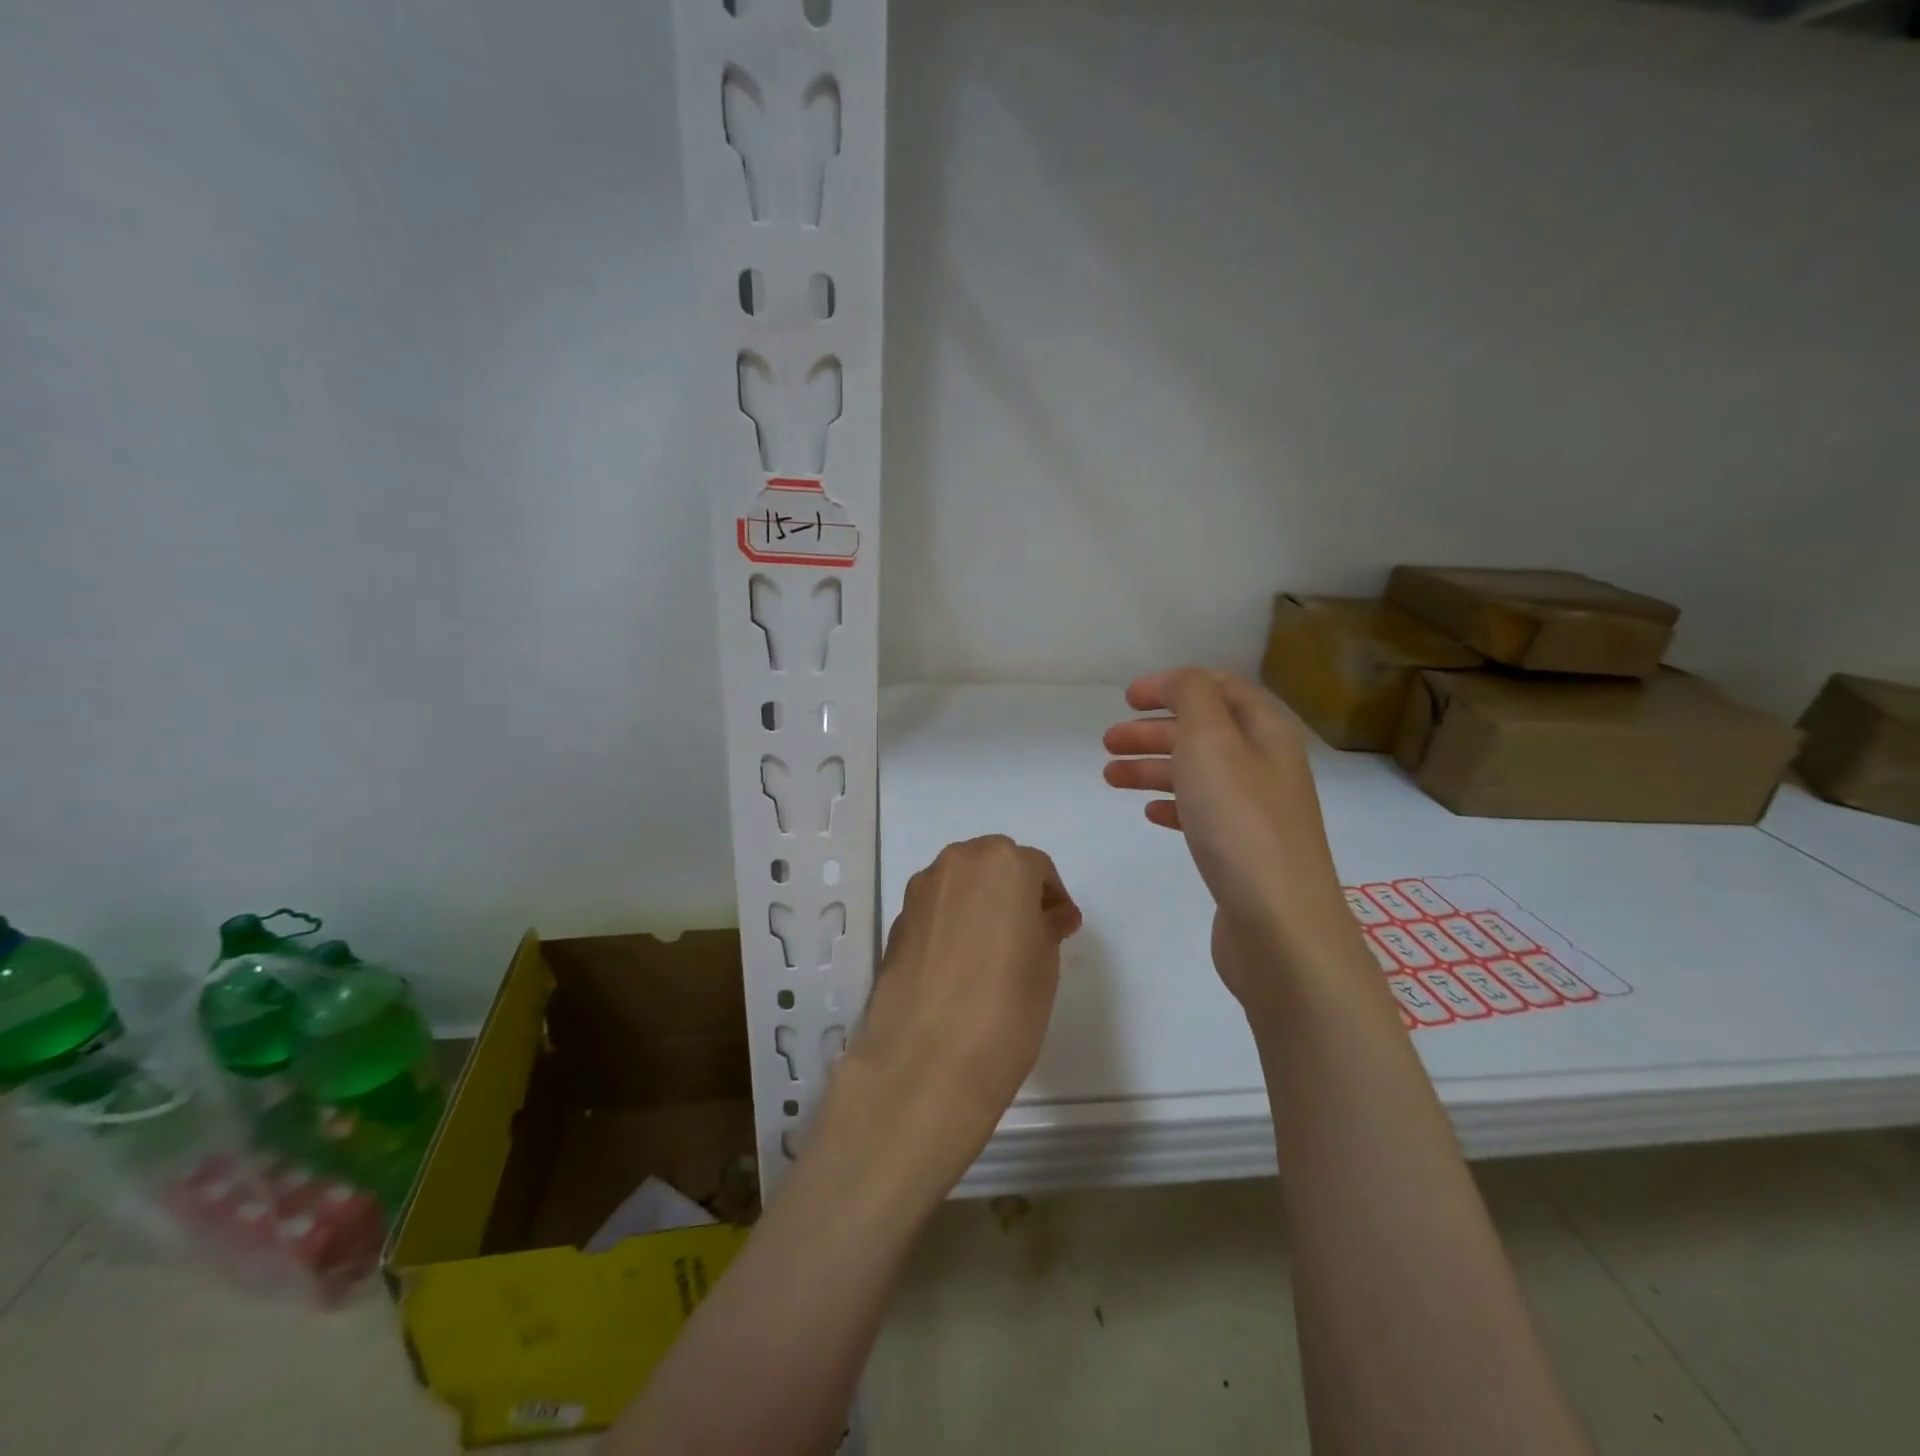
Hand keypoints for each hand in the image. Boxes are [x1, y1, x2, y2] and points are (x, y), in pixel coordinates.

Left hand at [828, 835, 1080, 1197]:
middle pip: (993, 865)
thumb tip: (1049, 915)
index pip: (1036, 868)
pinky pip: (936, 910)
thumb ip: (1047, 927)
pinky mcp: (897, 922)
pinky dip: (952, 923)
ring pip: (960, 884)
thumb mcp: (1045, 963)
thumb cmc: (1007, 1006)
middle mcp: (957, 863)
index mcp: (1003, 863)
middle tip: (1030, 932)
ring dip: (980, 903)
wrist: (927, 1059)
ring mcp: (921, 891)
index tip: (1062, 927)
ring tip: (994, 949)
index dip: (1052, 896)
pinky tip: (961, 964)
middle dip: (1013, 891)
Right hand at [1102, 669, 1366, 1013]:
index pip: (1220, 689)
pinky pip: (1202, 814)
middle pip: (1204, 732)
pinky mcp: (1244, 852)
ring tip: (1110, 777)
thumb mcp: (1211, 741)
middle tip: (1107, 742)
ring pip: (1198, 774)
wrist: (1279, 924)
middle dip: (1154, 730)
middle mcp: (1267, 766)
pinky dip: (1172, 805)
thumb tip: (1178, 683)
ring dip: (1153, 768)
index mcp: (1267, 732)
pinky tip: (1149, 814)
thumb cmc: (1240, 823)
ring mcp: (1258, 812)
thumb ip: (1191, 697)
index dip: (1174, 686)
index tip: (1128, 698)